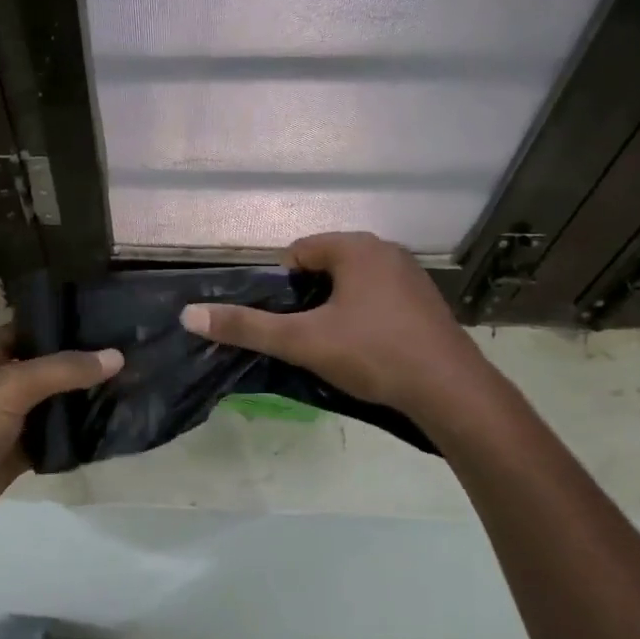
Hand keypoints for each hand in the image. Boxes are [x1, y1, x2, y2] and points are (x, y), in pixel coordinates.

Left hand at [0, 326, 120, 556]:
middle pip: (45, 368)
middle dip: (82, 365)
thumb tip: (116, 356)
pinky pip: (50, 440)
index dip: (66, 325)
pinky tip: (109, 427)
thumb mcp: (9, 387)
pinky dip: (74, 436)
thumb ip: (62, 370)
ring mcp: (4, 422)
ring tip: (131, 387)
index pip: (31, 330)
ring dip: (82, 401)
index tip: (111, 321)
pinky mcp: (13, 456)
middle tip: (132, 355)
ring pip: (51, 405)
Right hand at [178, 232, 480, 420]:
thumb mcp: (302, 341)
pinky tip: (367, 351)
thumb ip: (247, 327)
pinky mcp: (426, 302)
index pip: (297, 253)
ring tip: (332, 348)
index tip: (284, 322)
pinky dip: (364, 318)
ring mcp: (411, 276)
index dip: (280, 287)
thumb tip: (189, 315)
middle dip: (308, 299)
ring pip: (352, 286)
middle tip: (304, 337)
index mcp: (356, 247)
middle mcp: (386, 251)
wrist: (450, 391)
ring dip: (335, 310)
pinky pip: (379, 300)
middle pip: (325, 268)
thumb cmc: (373, 354)